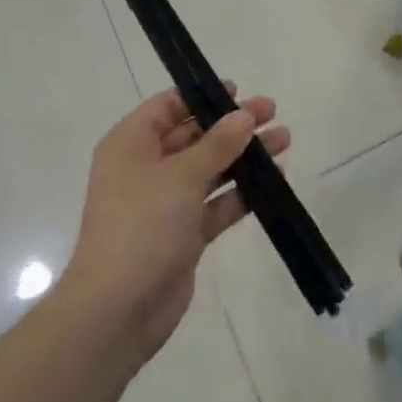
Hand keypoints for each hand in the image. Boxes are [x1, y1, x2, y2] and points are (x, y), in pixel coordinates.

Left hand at [63, 86, 288, 361]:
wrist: (117, 310)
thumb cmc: (142, 226)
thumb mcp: (182, 175)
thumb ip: (217, 143)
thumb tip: (243, 115)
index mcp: (131, 144)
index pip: (168, 106)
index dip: (202, 96)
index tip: (239, 91)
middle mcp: (145, 168)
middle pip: (194, 135)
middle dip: (232, 125)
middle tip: (272, 112)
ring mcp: (164, 203)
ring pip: (209, 169)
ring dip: (243, 156)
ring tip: (284, 141)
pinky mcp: (182, 234)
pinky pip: (215, 203)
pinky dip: (241, 193)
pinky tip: (274, 182)